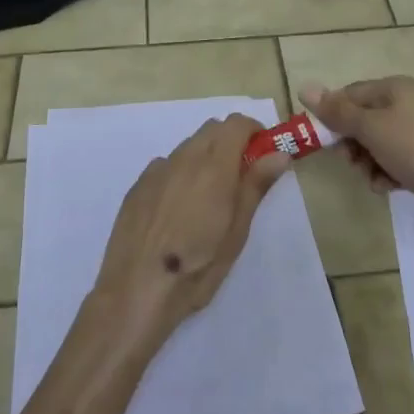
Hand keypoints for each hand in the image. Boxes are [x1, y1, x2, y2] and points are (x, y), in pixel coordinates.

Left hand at [90, 116, 290, 348]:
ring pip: (189, 146)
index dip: (254, 131)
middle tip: (242, 176)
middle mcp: (184, 157)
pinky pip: (167, 165)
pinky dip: (182, 172)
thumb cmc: (196, 268)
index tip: (263, 153)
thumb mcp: (236, 232)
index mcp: (213, 166)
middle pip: (212, 129)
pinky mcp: (138, 184)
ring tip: (210, 198)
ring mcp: (157, 169)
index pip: (237, 123)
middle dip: (232, 141)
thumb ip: (255, 186)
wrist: (135, 290)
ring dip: (206, 156)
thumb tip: (278, 154)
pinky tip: (179, 209)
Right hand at [302, 76, 413, 219]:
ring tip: (373, 178)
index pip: (348, 95)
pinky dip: (386, 172)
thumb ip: (338, 111)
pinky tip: (388, 186)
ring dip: (367, 162)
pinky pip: (394, 160)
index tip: (322, 142)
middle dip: (351, 144)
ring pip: (375, 144)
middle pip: (360, 120)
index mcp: (391, 88)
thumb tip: (304, 86)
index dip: (332, 117)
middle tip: (351, 162)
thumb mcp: (373, 128)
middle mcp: (404, 104)